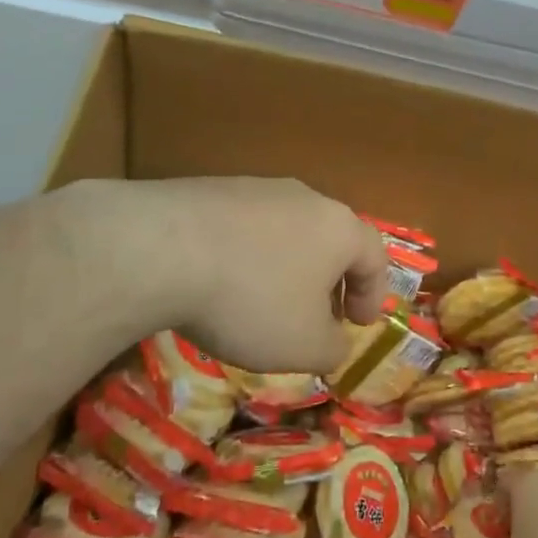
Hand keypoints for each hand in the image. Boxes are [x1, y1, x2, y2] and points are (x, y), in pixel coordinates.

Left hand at [66, 176, 388, 374]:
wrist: (162, 248)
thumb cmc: (252, 300)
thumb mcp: (304, 345)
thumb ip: (332, 348)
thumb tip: (333, 341)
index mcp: (339, 228)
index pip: (375, 256)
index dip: (373, 294)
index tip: (358, 325)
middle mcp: (304, 198)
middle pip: (330, 239)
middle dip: (327, 280)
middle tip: (315, 316)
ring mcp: (255, 188)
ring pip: (284, 230)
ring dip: (283, 267)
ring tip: (262, 302)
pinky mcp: (211, 189)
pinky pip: (242, 227)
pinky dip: (243, 256)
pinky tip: (219, 283)